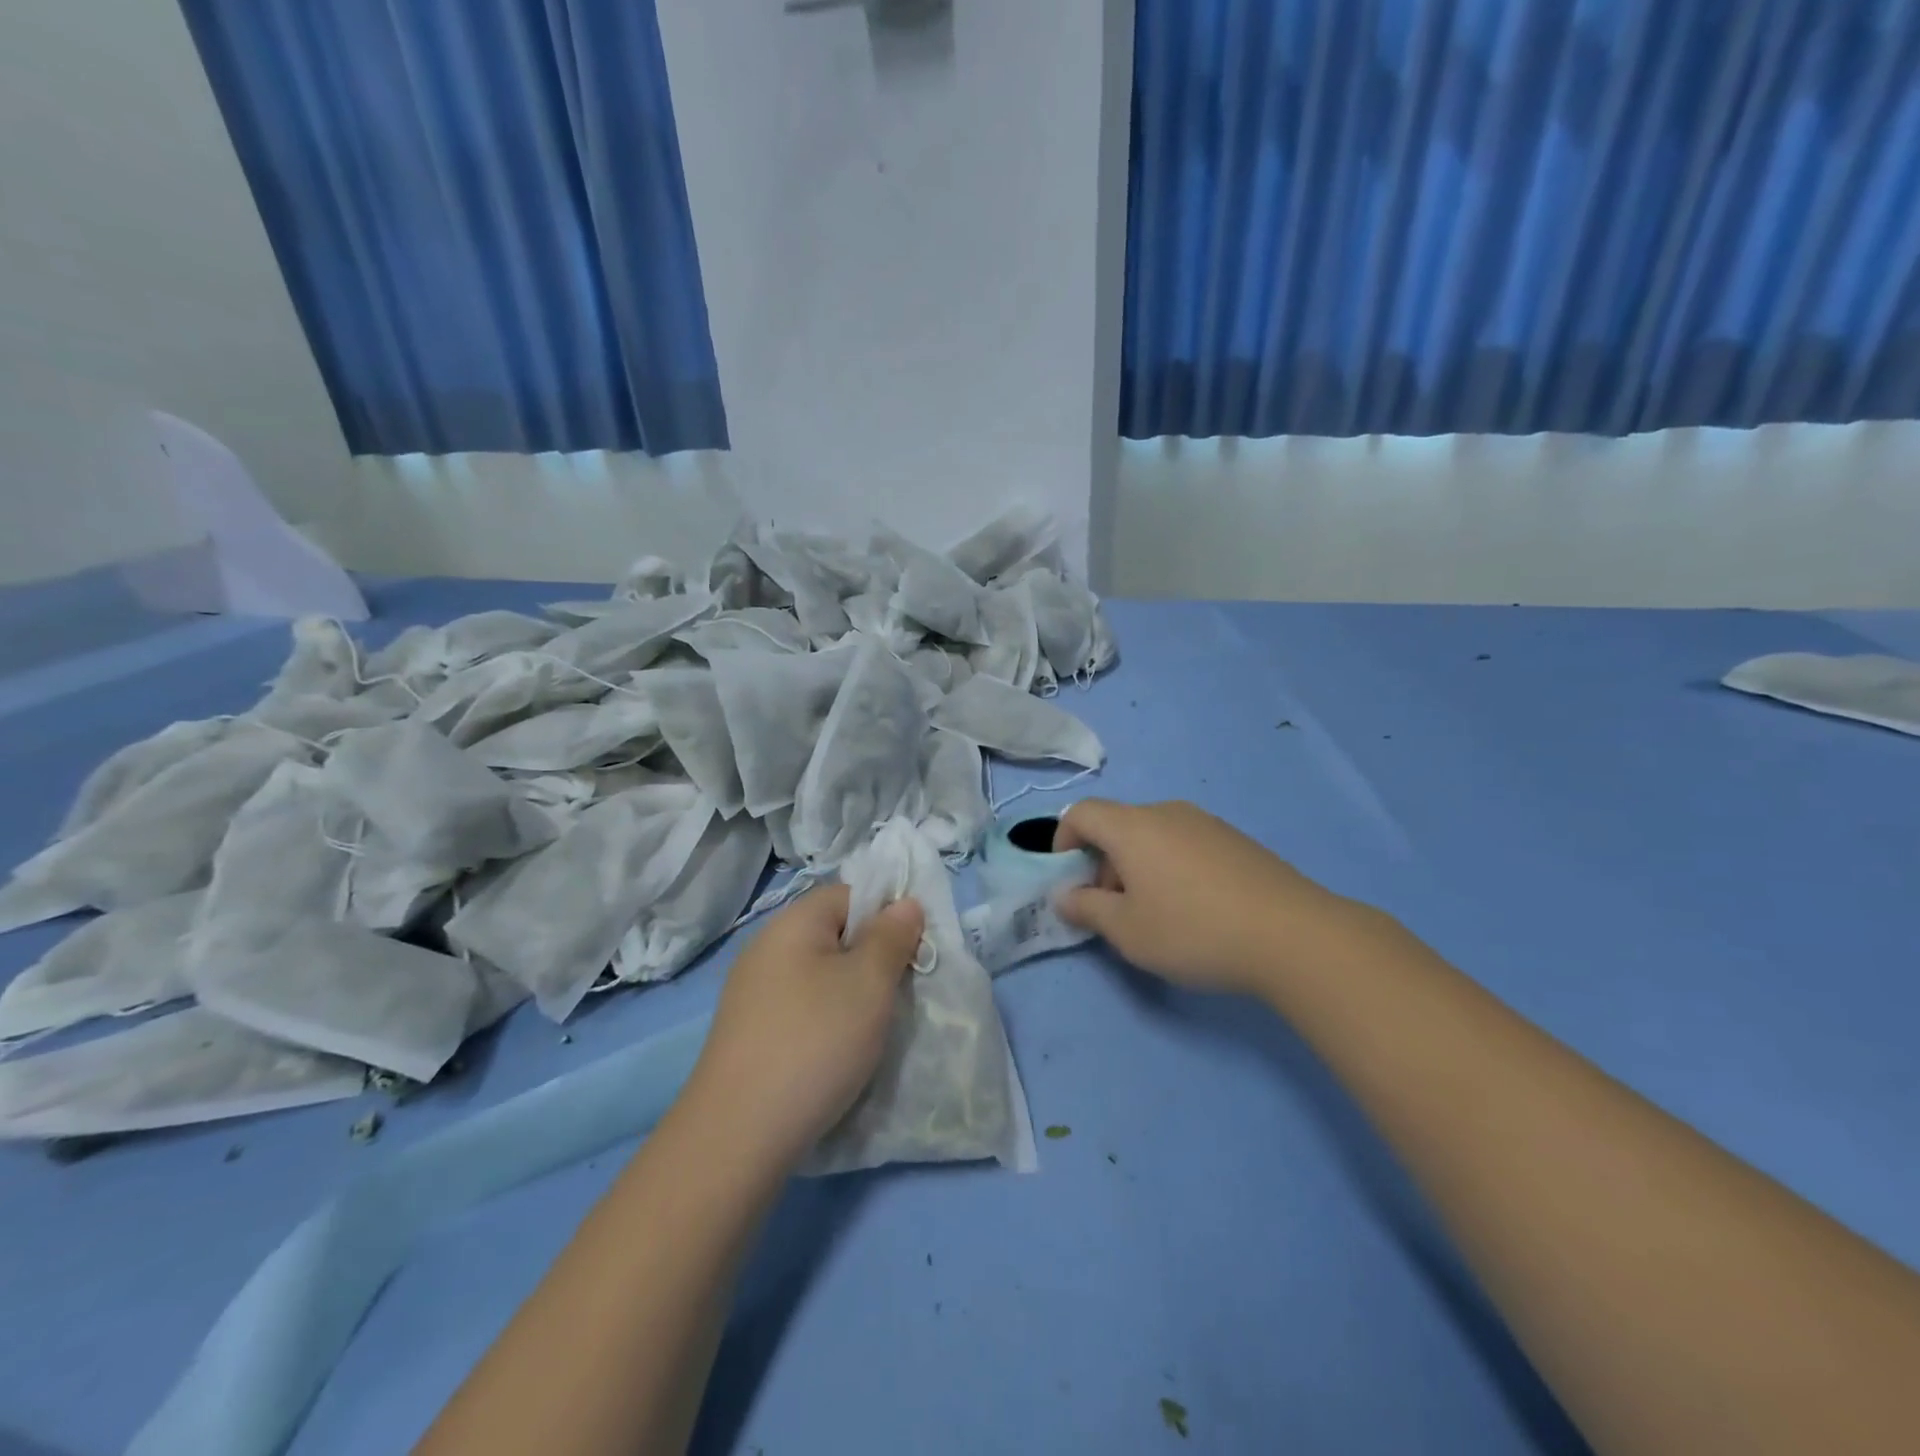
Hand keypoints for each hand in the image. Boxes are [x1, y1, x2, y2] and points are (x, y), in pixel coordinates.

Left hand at [685, 883, 924, 1170]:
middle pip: (834, 933)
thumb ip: (892, 936)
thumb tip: (904, 903)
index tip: (913, 952)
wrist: (738, 1134)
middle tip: (899, 993)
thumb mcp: (869, 982)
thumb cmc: (815, 1041)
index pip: (851, 894)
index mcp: (793, 922)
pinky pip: (800, 1006)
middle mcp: (766, 947)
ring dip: (851, 993)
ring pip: (819, 974)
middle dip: (872, 957)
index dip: (888, 914)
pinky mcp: (748, 1031)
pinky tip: (836, 1052)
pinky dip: (825, 1019)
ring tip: (872, 1027)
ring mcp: (752, 992)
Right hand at [1054, 799, 1359, 996]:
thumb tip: (1063, 895)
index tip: (1068, 880)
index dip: (1062, 841)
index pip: (1081, 813)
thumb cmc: (1193, 930)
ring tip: (1155, 913)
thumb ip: (1085, 909)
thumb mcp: (1127, 931)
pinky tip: (1195, 908)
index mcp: (1132, 827)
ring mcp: (1206, 823)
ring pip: (1152, 836)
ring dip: (1137, 867)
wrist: (1292, 935)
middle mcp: (1166, 813)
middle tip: (1112, 910)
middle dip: (1102, 863)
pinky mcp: (1235, 840)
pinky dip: (1170, 866)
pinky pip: (1184, 844)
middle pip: (1117, 826)